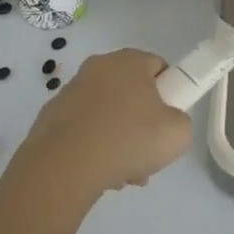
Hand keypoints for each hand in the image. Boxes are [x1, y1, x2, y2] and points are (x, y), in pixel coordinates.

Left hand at [12, 48, 191, 201]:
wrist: (65, 165)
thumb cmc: (128, 139)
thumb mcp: (178, 133)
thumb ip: (181, 122)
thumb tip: (167, 124)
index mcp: (129, 60)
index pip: (158, 68)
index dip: (169, 94)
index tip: (167, 122)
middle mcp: (99, 66)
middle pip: (132, 93)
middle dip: (142, 124)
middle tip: (147, 154)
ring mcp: (72, 90)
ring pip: (108, 114)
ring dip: (118, 140)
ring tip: (122, 174)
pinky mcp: (52, 115)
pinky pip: (84, 128)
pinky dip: (93, 146)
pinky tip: (98, 173)